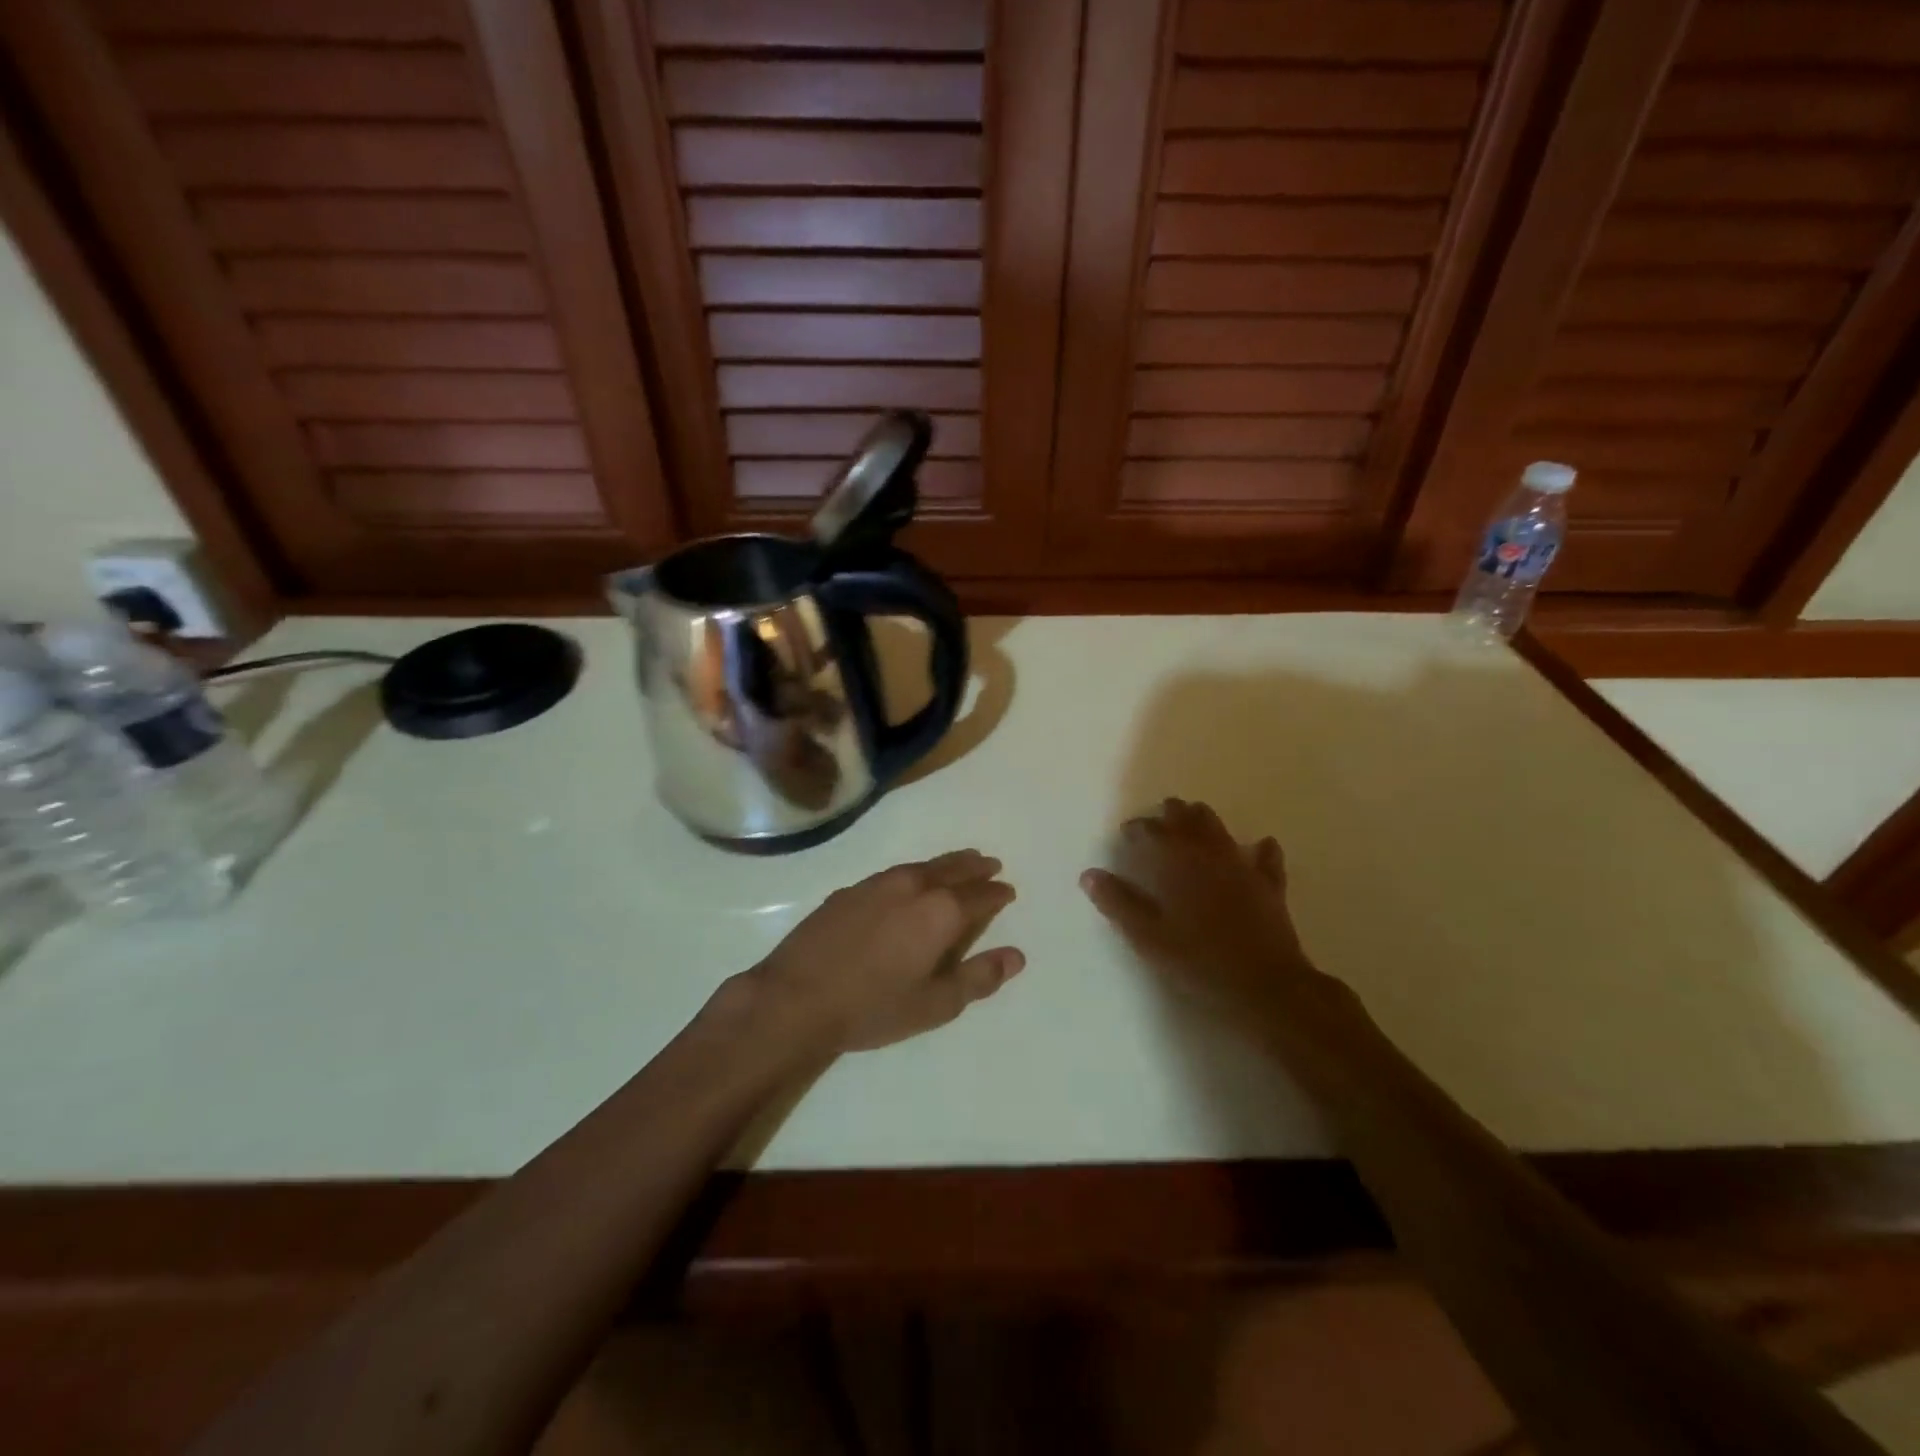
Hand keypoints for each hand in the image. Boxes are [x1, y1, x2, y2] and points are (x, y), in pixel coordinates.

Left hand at [748, 850, 1023, 1053]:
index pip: (980, 896)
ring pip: (923, 865)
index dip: (997, 894)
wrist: (797, 998)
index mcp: (940, 912)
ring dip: (946, 864)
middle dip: (975, 867)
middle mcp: (913, 886)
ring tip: (960, 863)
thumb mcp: (935, 1004)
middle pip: (953, 869)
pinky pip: (895, 872)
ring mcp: (878, 884)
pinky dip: (915, 872)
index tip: (1008, 891)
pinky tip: (909, 882)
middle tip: (990, 865)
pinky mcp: (850, 890)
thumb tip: (1016, 956)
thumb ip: (978, 977)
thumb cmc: (874, 1007)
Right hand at [1082, 799, 1339, 1021]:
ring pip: (1221, 830)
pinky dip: (1259, 849)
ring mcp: (1243, 867)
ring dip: (1204, 821)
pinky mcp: (1269, 885)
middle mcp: (1209, 854)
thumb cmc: (1199, 961)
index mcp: (1178, 863)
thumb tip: (1089, 874)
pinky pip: (1265, 858)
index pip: (1153, 831)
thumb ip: (1118, 903)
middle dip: (1172, 814)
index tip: (1127, 832)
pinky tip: (1261, 845)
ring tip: (1194, 820)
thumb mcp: (1148, 937)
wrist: (1265, 986)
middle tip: (1160, 818)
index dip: (1138, 828)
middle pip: (1189, 819)